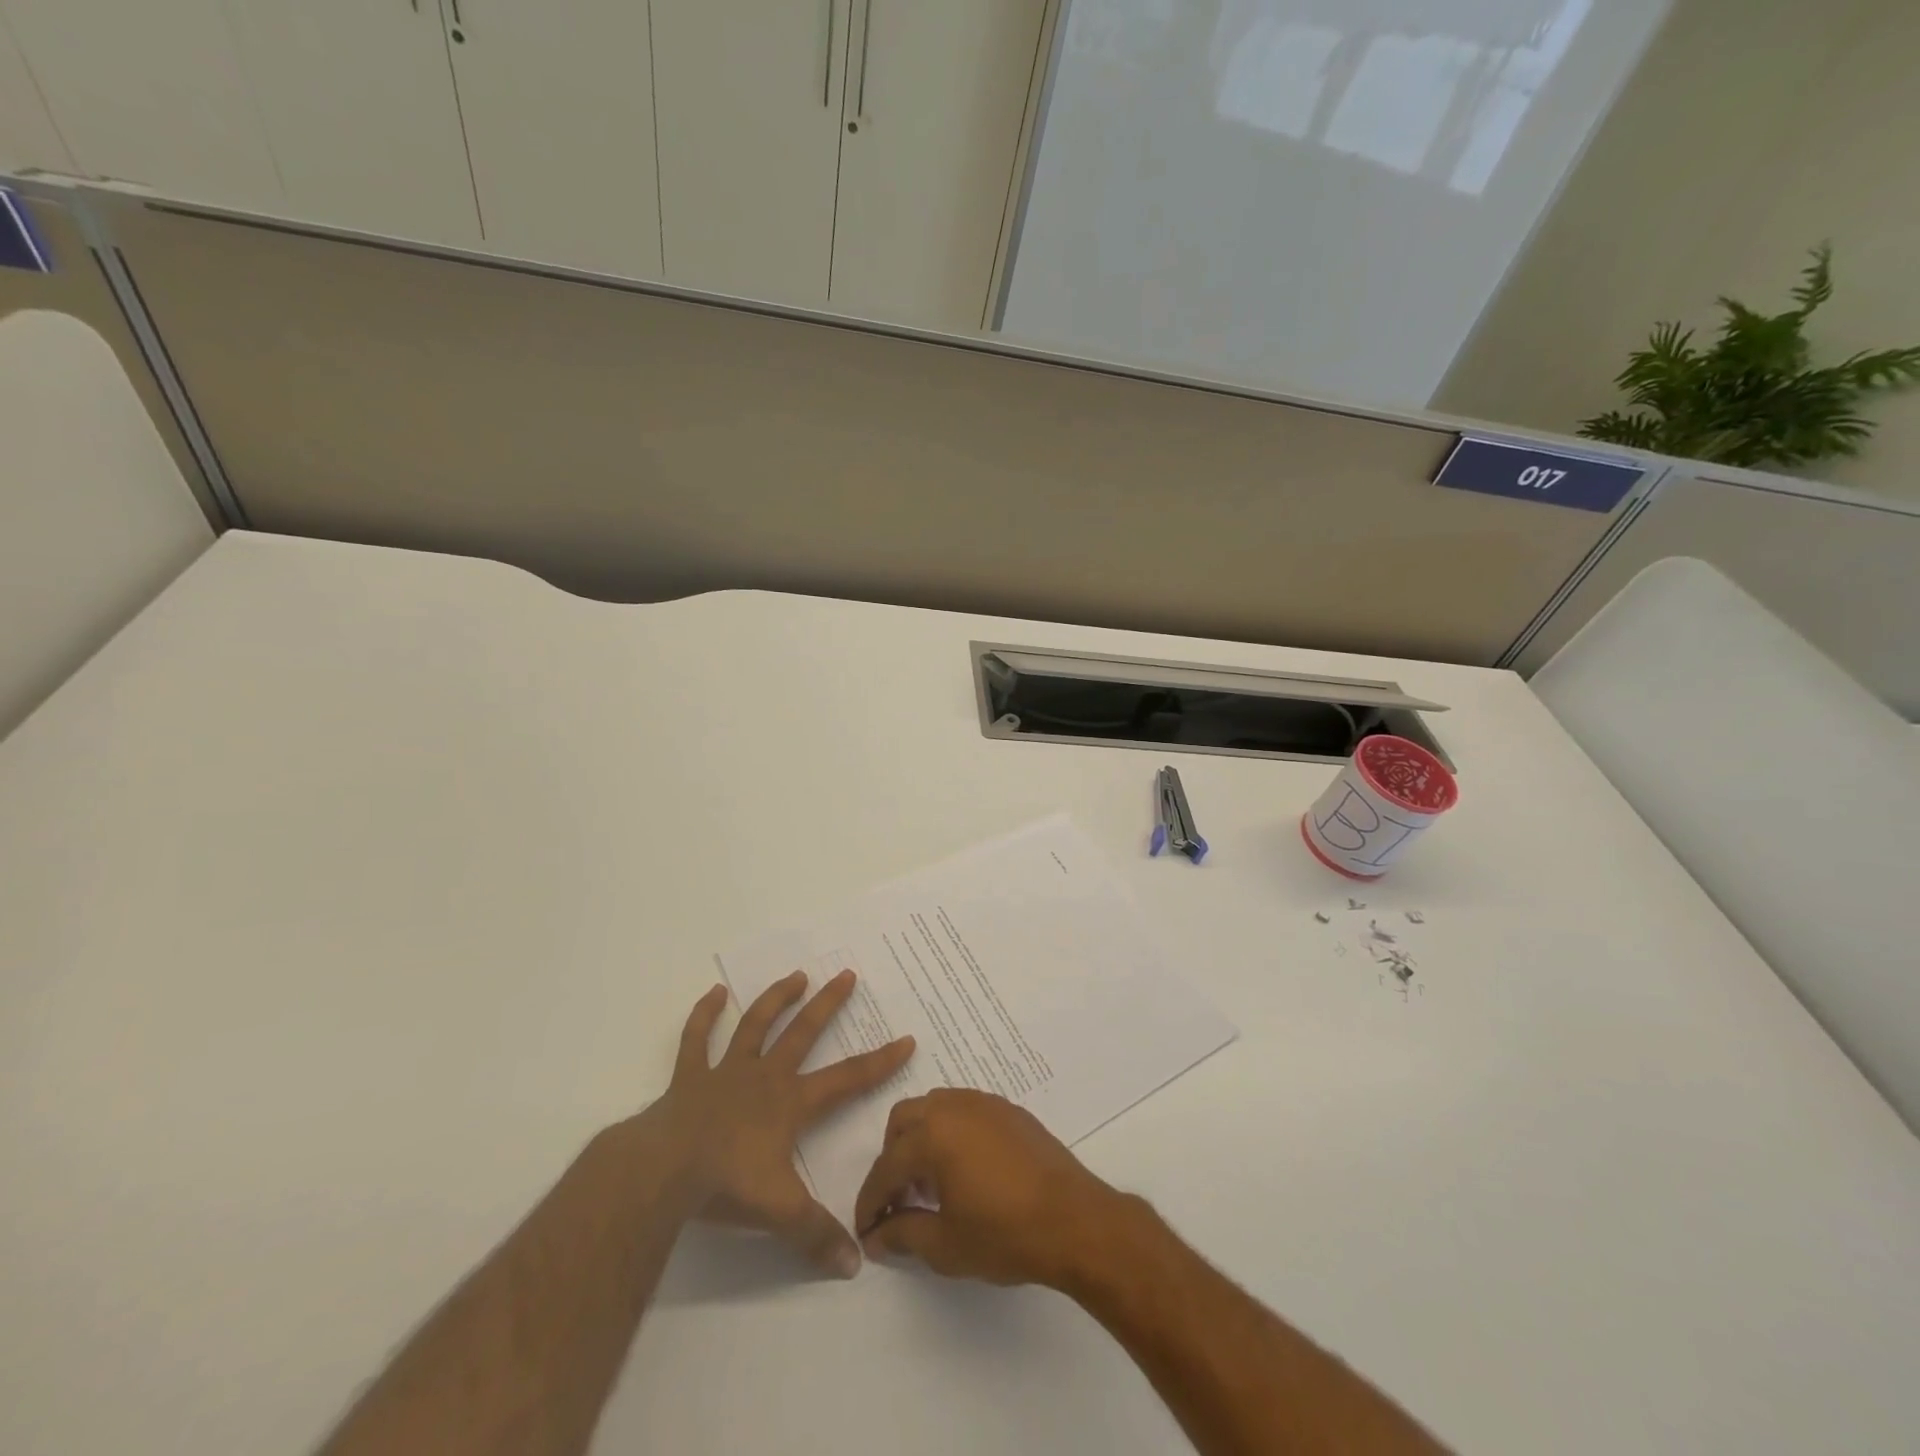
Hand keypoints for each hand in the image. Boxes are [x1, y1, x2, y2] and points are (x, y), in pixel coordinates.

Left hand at [652, 970, 913, 1277]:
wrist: (664, 1171)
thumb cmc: (727, 1184)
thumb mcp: (781, 1213)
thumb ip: (818, 1236)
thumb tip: (855, 1266)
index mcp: (791, 1103)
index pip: (847, 1079)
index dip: (880, 1061)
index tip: (906, 1038)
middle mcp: (765, 1076)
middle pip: (803, 1032)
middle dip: (828, 1004)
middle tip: (847, 974)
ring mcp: (726, 1071)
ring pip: (756, 1024)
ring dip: (776, 998)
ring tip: (796, 975)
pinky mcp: (690, 1077)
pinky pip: (697, 1039)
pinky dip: (705, 1014)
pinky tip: (714, 993)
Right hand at [854, 1088, 1126, 1287]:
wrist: (1074, 1220)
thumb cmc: (1005, 1234)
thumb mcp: (945, 1245)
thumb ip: (903, 1234)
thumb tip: (877, 1236)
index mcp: (932, 1134)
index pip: (886, 1166)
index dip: (871, 1201)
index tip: (866, 1228)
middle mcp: (953, 1107)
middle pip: (904, 1120)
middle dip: (892, 1158)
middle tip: (898, 1199)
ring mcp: (984, 1103)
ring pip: (934, 1108)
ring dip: (922, 1140)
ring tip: (932, 1185)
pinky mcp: (1008, 1110)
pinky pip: (964, 1111)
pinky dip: (951, 1133)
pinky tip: (965, 1170)